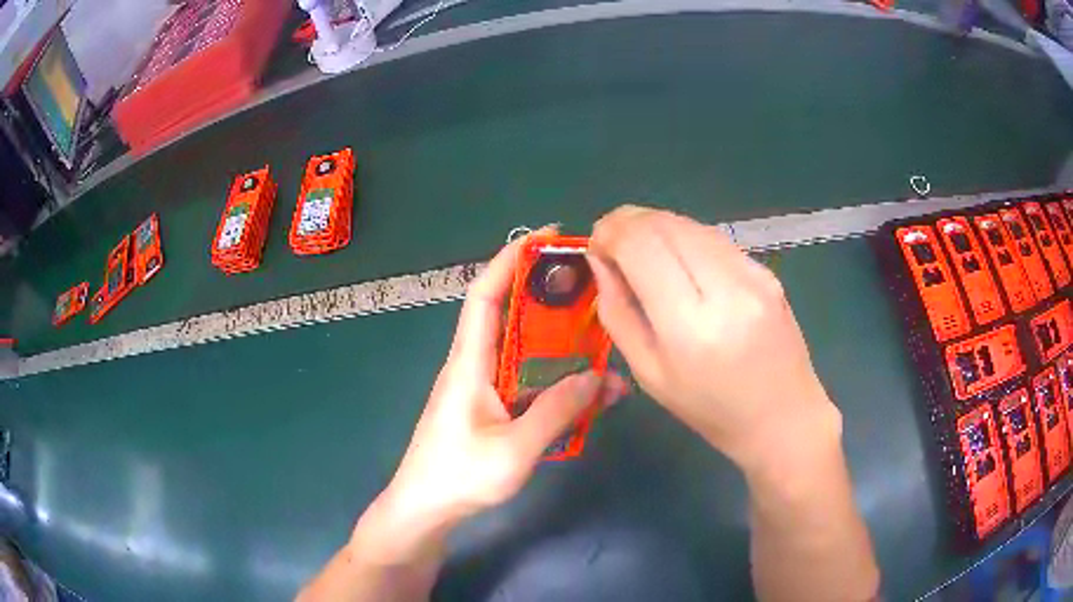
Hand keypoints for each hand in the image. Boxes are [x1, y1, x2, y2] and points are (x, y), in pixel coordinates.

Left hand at [355, 233, 628, 563]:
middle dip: (545, 293)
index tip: (545, 237)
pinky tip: (586, 391)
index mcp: (469, 363)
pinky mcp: (490, 409)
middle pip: (509, 315)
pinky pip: (526, 381)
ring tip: (600, 336)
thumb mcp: (515, 449)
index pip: (486, 295)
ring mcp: (482, 388)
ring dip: (557, 340)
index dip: (511, 260)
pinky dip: (554, 378)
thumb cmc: (459, 477)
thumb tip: (598, 376)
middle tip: (589, 284)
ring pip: (523, 350)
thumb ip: (558, 412)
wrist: (425, 510)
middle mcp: (474, 366)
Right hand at [587, 206, 839, 470]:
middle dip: (628, 222)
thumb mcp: (648, 373)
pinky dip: (686, 240)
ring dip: (657, 228)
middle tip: (612, 243)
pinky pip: (714, 239)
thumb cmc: (709, 409)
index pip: (641, 244)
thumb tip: (601, 260)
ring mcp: (753, 274)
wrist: (782, 417)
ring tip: (642, 252)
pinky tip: (681, 264)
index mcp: (690, 326)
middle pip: (665, 224)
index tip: (596, 244)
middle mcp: (727, 288)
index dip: (610, 231)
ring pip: (690, 224)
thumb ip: (618, 311)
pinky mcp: (767, 270)